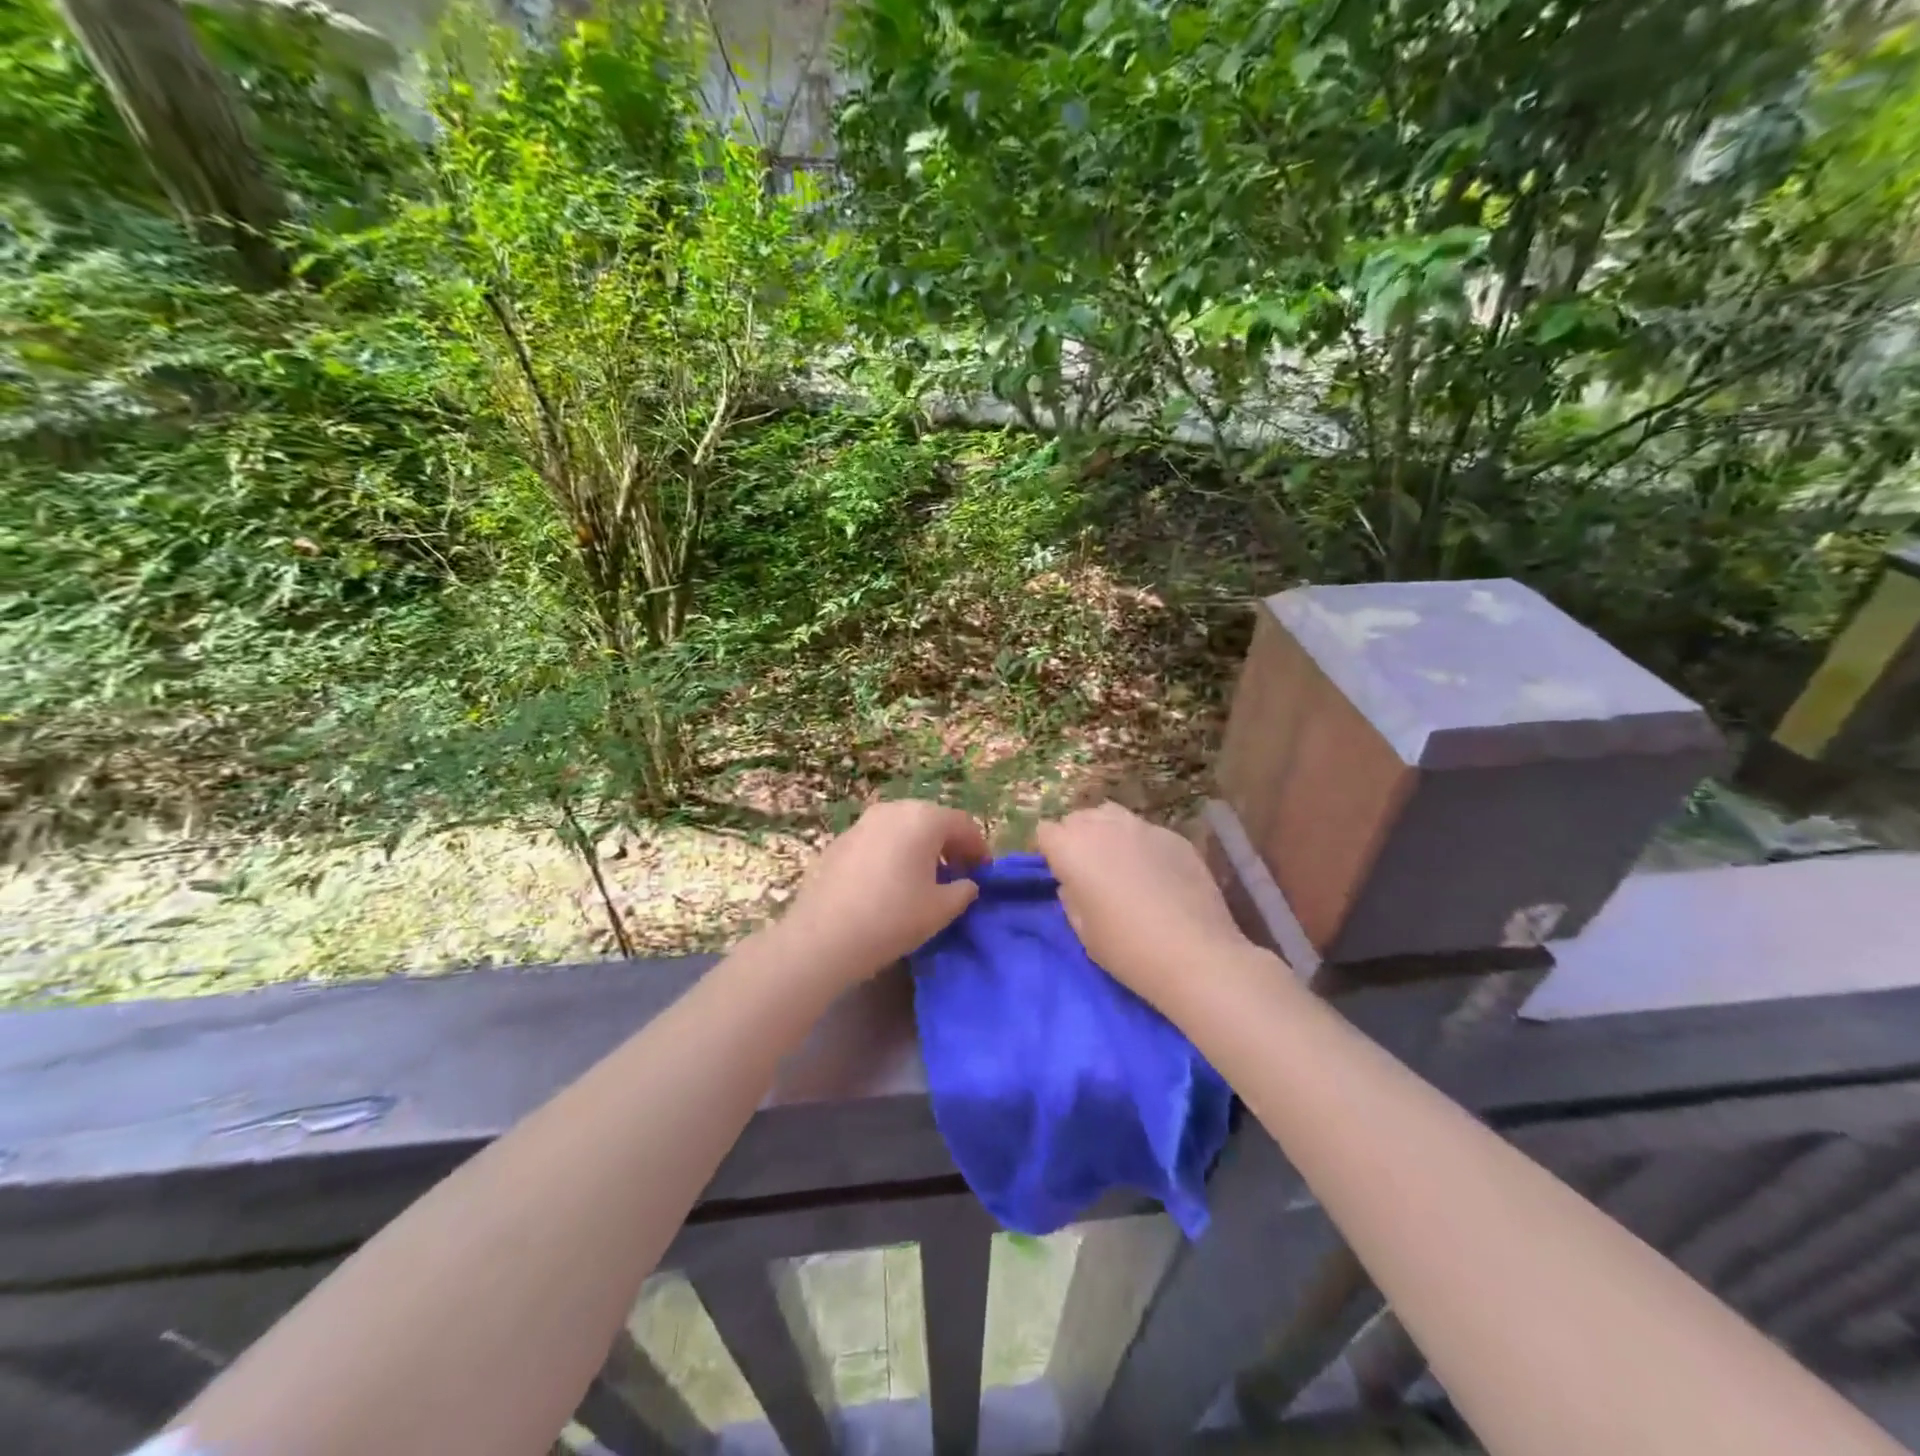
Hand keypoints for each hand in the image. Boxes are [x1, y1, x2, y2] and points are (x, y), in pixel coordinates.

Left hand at [777, 799, 989, 984]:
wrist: (823, 937)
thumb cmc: (892, 918)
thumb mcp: (941, 910)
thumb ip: (963, 891)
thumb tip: (966, 883)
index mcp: (923, 819)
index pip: (963, 825)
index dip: (978, 848)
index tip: (982, 874)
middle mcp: (893, 810)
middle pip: (931, 820)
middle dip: (948, 844)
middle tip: (956, 874)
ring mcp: (862, 823)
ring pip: (902, 828)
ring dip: (918, 847)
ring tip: (922, 879)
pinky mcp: (839, 841)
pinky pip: (877, 840)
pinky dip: (891, 853)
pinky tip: (888, 883)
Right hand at [1036, 802, 1251, 1008]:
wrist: (1194, 954)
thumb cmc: (1126, 949)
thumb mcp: (1083, 930)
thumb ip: (1071, 897)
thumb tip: (1073, 883)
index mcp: (1071, 848)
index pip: (1045, 832)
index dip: (1048, 851)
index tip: (1057, 873)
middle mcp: (1103, 826)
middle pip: (1078, 818)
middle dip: (1075, 837)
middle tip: (1087, 870)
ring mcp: (1143, 827)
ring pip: (1112, 815)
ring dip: (1107, 832)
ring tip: (1118, 862)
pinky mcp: (1174, 836)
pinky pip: (1146, 832)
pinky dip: (1141, 845)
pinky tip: (1156, 874)